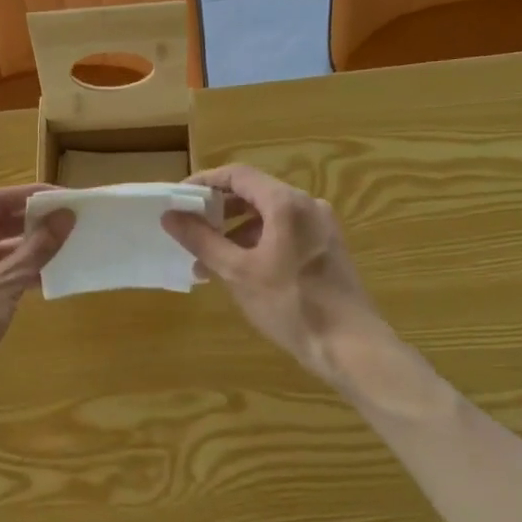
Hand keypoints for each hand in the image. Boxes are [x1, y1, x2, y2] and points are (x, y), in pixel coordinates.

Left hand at [0, 185, 73, 404]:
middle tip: (67, 222)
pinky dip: (15, 272)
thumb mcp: (5, 282)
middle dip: (30, 222)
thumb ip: (37, 248)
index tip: (63, 198)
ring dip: (26, 248)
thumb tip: (65, 217)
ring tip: (62, 248)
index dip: (30, 195)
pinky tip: (43, 278)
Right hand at [161, 164, 381, 381]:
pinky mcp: (326, 248)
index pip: (237, 175)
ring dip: (235, 233)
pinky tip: (239, 273)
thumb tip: (170, 216)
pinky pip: (283, 233)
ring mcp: (320, 227)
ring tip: (207, 264)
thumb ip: (202, 240)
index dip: (204, 182)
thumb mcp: (238, 272)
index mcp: (286, 203)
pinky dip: (257, 244)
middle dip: (218, 212)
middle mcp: (307, 206)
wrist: (350, 345)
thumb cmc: (291, 304)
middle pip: (253, 194)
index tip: (178, 200)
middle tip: (188, 232)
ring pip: (267, 217)